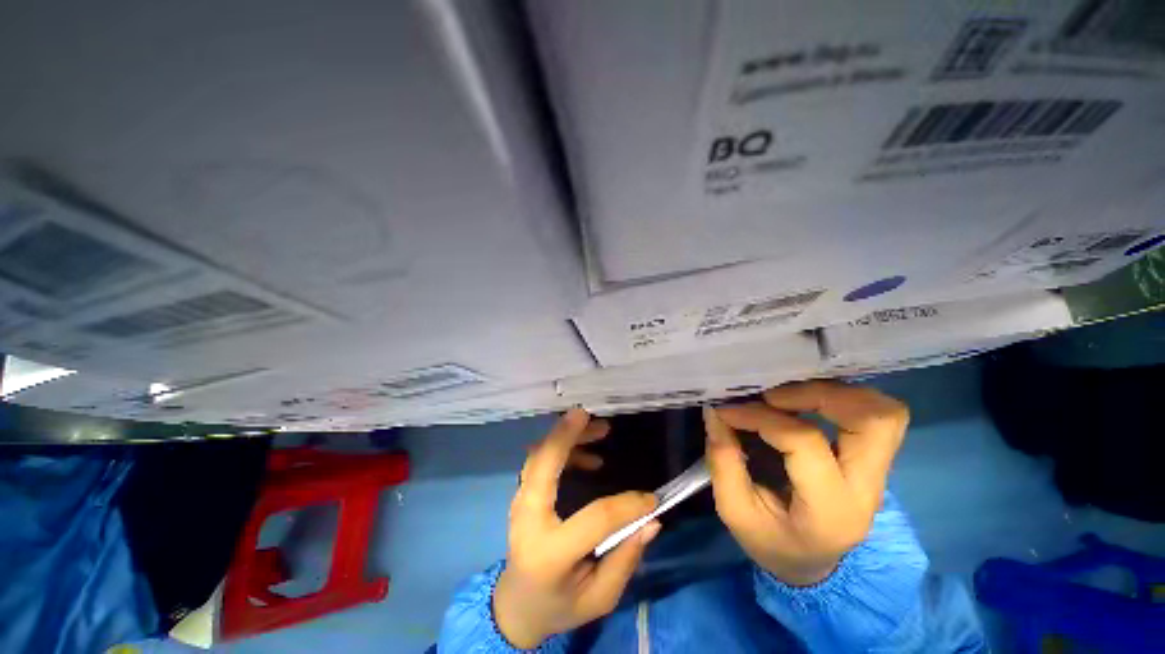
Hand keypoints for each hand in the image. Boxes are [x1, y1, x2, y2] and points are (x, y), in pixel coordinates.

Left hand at [493, 409, 660, 648]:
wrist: (517, 604)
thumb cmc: (559, 604)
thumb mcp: (599, 597)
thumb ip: (625, 559)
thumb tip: (651, 520)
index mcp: (548, 552)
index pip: (594, 518)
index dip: (627, 505)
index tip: (651, 499)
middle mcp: (527, 519)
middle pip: (542, 465)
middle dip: (564, 435)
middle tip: (587, 413)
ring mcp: (520, 503)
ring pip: (538, 456)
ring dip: (566, 435)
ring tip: (600, 428)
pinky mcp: (524, 494)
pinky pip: (540, 460)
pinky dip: (563, 448)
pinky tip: (590, 454)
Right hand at [703, 381, 908, 585]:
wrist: (811, 566)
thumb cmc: (771, 541)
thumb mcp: (735, 511)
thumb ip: (722, 460)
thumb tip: (715, 411)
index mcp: (830, 509)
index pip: (805, 442)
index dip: (761, 417)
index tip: (729, 410)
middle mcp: (867, 488)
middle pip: (874, 420)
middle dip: (820, 394)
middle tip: (774, 396)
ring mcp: (878, 473)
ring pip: (884, 413)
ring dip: (836, 393)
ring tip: (789, 395)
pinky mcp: (873, 460)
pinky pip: (875, 415)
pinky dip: (842, 398)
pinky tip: (806, 400)